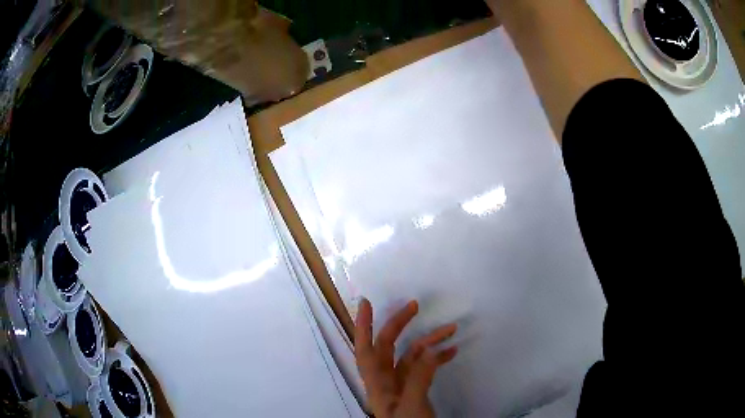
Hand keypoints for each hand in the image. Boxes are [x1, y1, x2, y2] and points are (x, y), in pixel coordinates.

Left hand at [354, 298, 457, 417]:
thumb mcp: (412, 404)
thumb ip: (419, 376)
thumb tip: (430, 348)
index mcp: (378, 385)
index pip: (365, 350)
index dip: (363, 326)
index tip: (366, 303)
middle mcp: (386, 382)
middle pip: (387, 347)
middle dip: (398, 325)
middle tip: (414, 305)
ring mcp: (402, 387)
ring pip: (411, 356)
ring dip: (428, 341)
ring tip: (451, 329)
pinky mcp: (416, 391)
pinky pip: (425, 369)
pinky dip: (437, 358)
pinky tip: (452, 351)